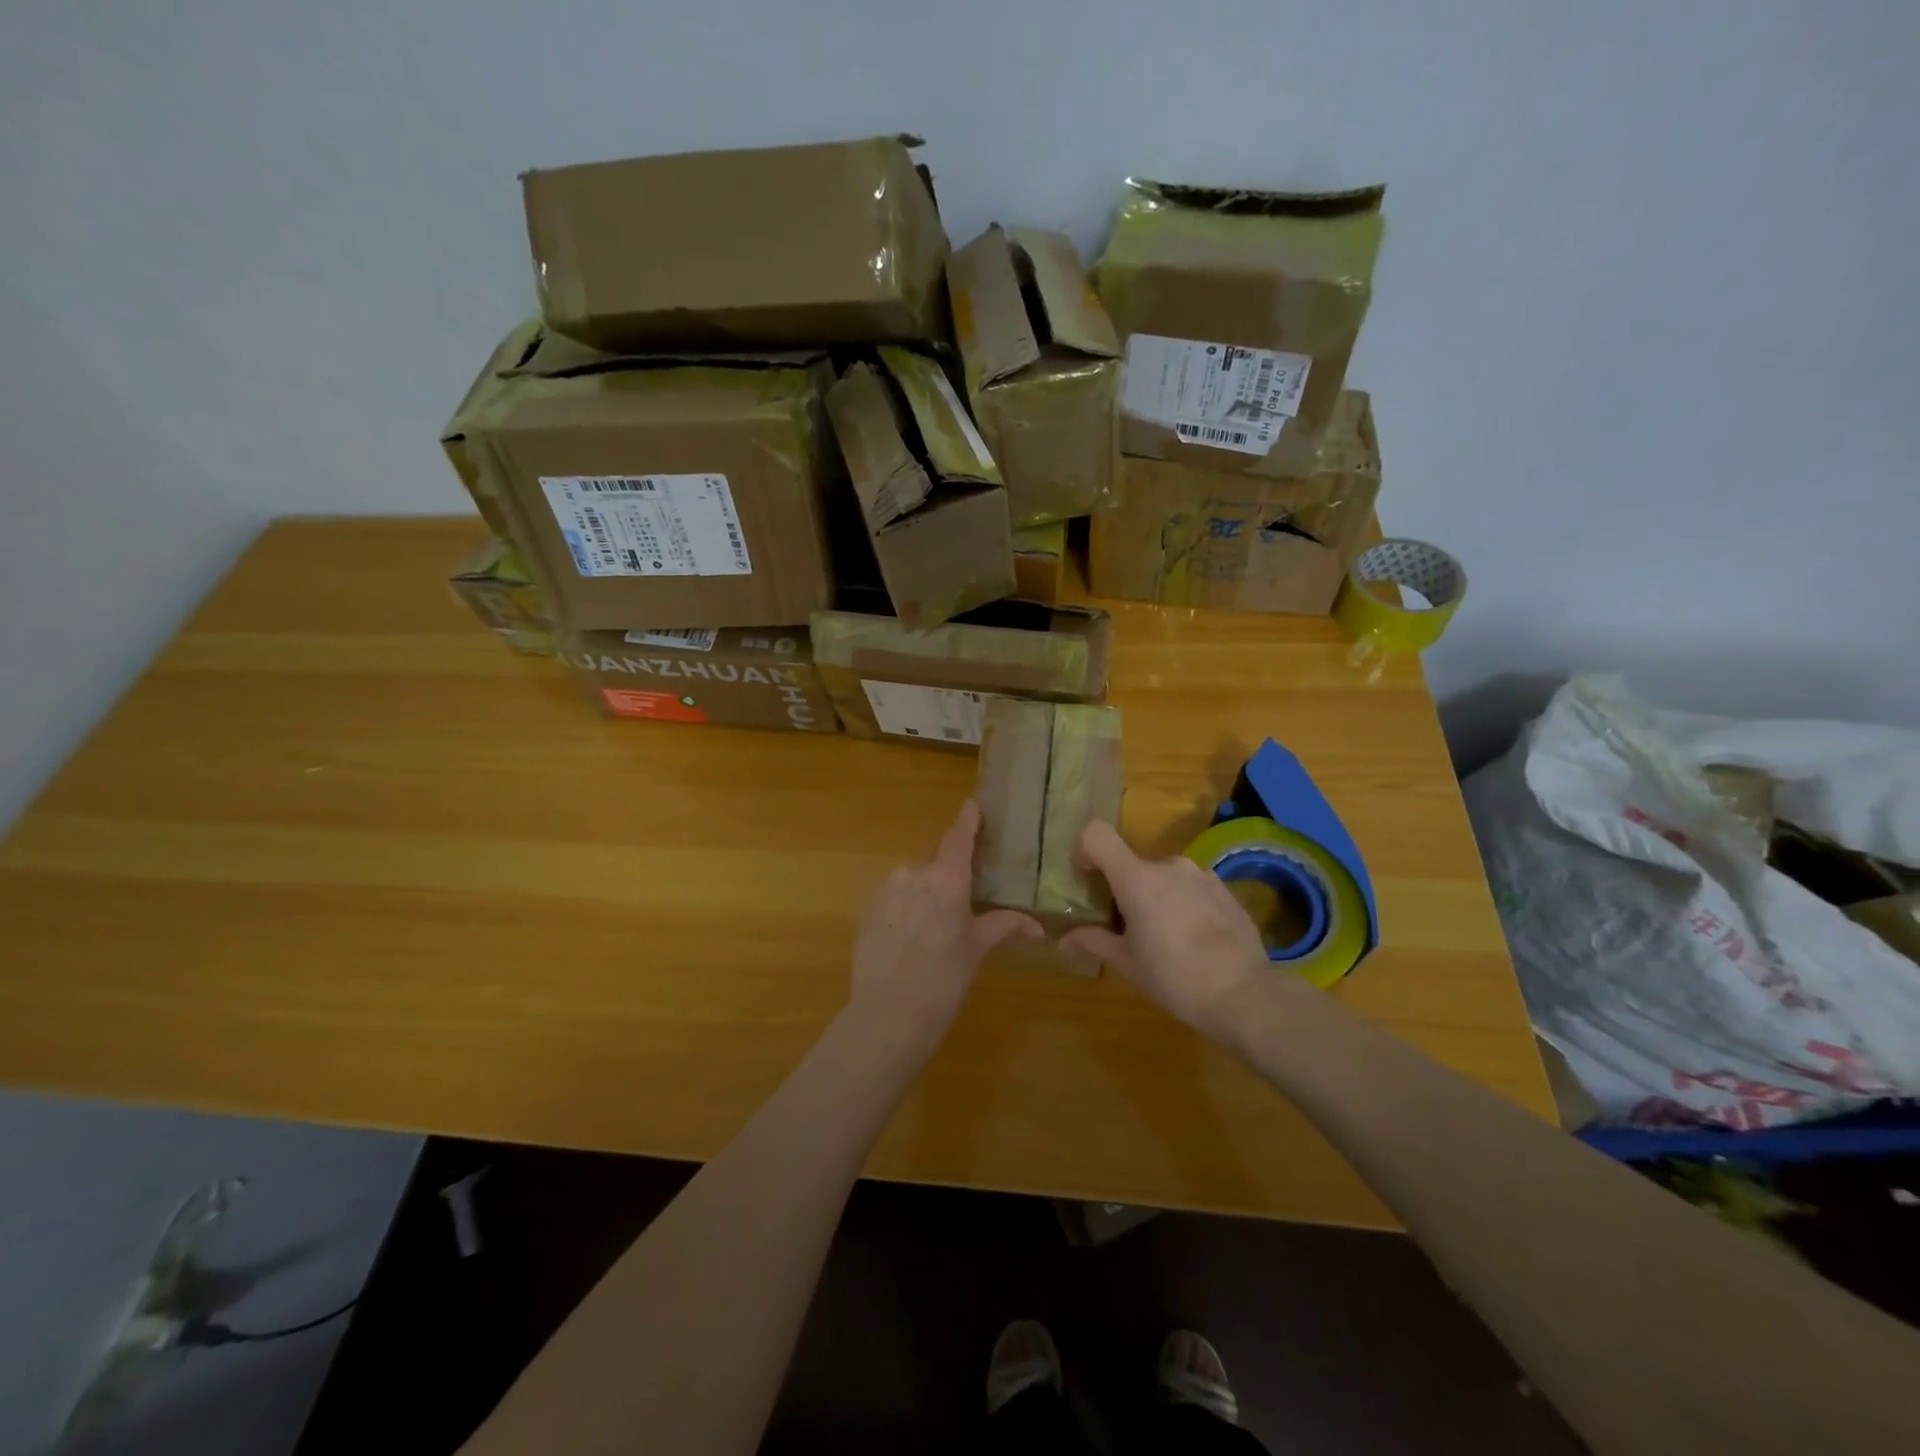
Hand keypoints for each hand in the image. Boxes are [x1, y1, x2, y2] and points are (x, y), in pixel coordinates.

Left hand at [849, 800, 1042, 1042]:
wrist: (887, 1016)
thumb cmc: (943, 981)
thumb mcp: (975, 950)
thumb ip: (1002, 926)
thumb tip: (1036, 925)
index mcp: (944, 880)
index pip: (958, 839)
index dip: (967, 821)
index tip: (972, 805)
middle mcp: (912, 875)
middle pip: (936, 866)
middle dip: (949, 880)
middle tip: (962, 907)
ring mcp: (884, 891)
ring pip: (913, 884)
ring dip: (925, 898)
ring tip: (933, 934)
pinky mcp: (865, 911)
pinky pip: (893, 901)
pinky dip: (904, 911)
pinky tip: (910, 942)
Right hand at [1060, 821, 1275, 1043]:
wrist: (1245, 995)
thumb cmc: (1175, 978)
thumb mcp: (1128, 964)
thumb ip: (1095, 942)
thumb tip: (1065, 938)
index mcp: (1137, 879)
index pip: (1097, 835)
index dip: (1083, 849)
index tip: (1085, 878)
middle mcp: (1169, 865)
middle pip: (1132, 863)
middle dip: (1124, 888)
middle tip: (1127, 926)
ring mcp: (1201, 874)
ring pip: (1163, 876)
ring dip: (1156, 895)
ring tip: (1164, 935)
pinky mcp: (1224, 888)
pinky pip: (1190, 886)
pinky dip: (1182, 902)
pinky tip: (1193, 938)